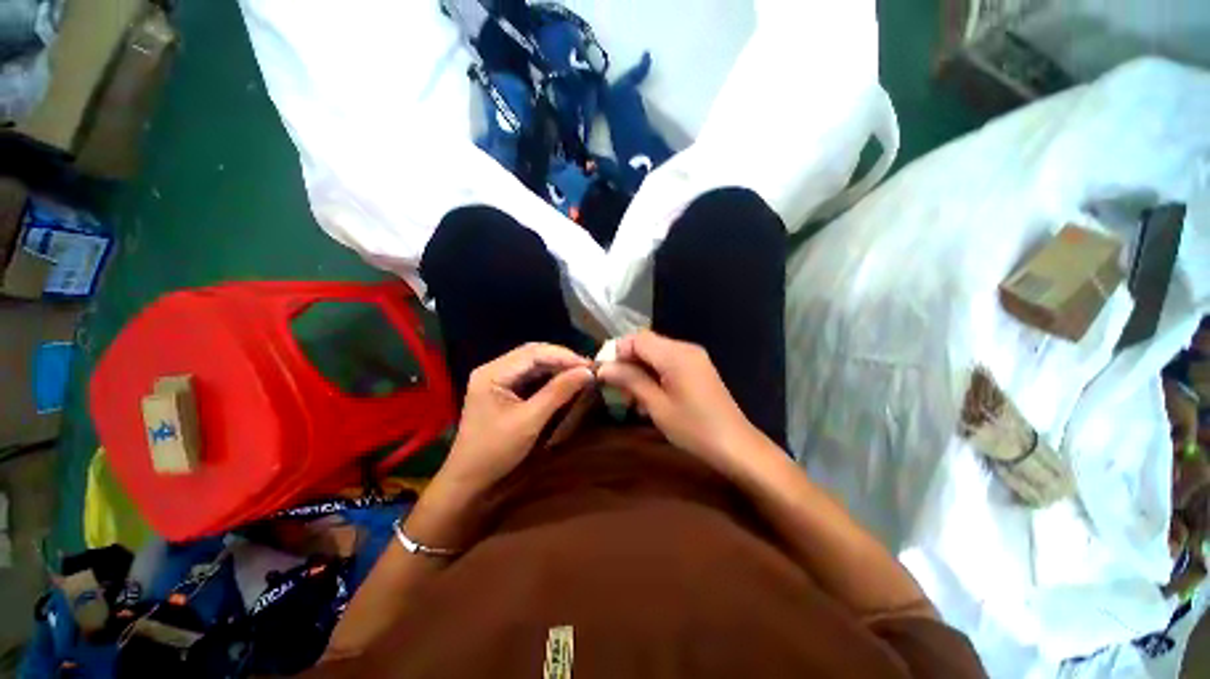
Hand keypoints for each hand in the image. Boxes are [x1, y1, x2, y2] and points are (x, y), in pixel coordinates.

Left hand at [437, 343, 593, 493]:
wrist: (468, 480)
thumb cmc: (495, 451)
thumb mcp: (530, 421)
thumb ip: (558, 393)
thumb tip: (587, 373)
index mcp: (492, 373)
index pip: (533, 353)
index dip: (563, 356)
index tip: (589, 365)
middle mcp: (493, 369)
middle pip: (532, 353)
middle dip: (561, 359)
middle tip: (587, 368)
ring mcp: (496, 378)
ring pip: (532, 363)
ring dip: (556, 366)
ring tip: (580, 372)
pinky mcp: (502, 389)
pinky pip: (529, 375)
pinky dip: (549, 376)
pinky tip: (564, 380)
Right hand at [596, 330, 763, 474]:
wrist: (736, 446)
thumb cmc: (694, 428)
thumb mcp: (657, 405)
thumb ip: (630, 380)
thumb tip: (603, 368)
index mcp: (675, 354)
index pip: (637, 338)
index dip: (617, 352)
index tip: (606, 375)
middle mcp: (685, 348)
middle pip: (646, 344)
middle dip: (628, 363)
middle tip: (618, 391)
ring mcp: (694, 357)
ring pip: (656, 354)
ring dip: (640, 371)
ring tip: (632, 398)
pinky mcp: (698, 368)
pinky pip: (668, 363)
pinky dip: (654, 375)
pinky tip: (650, 397)